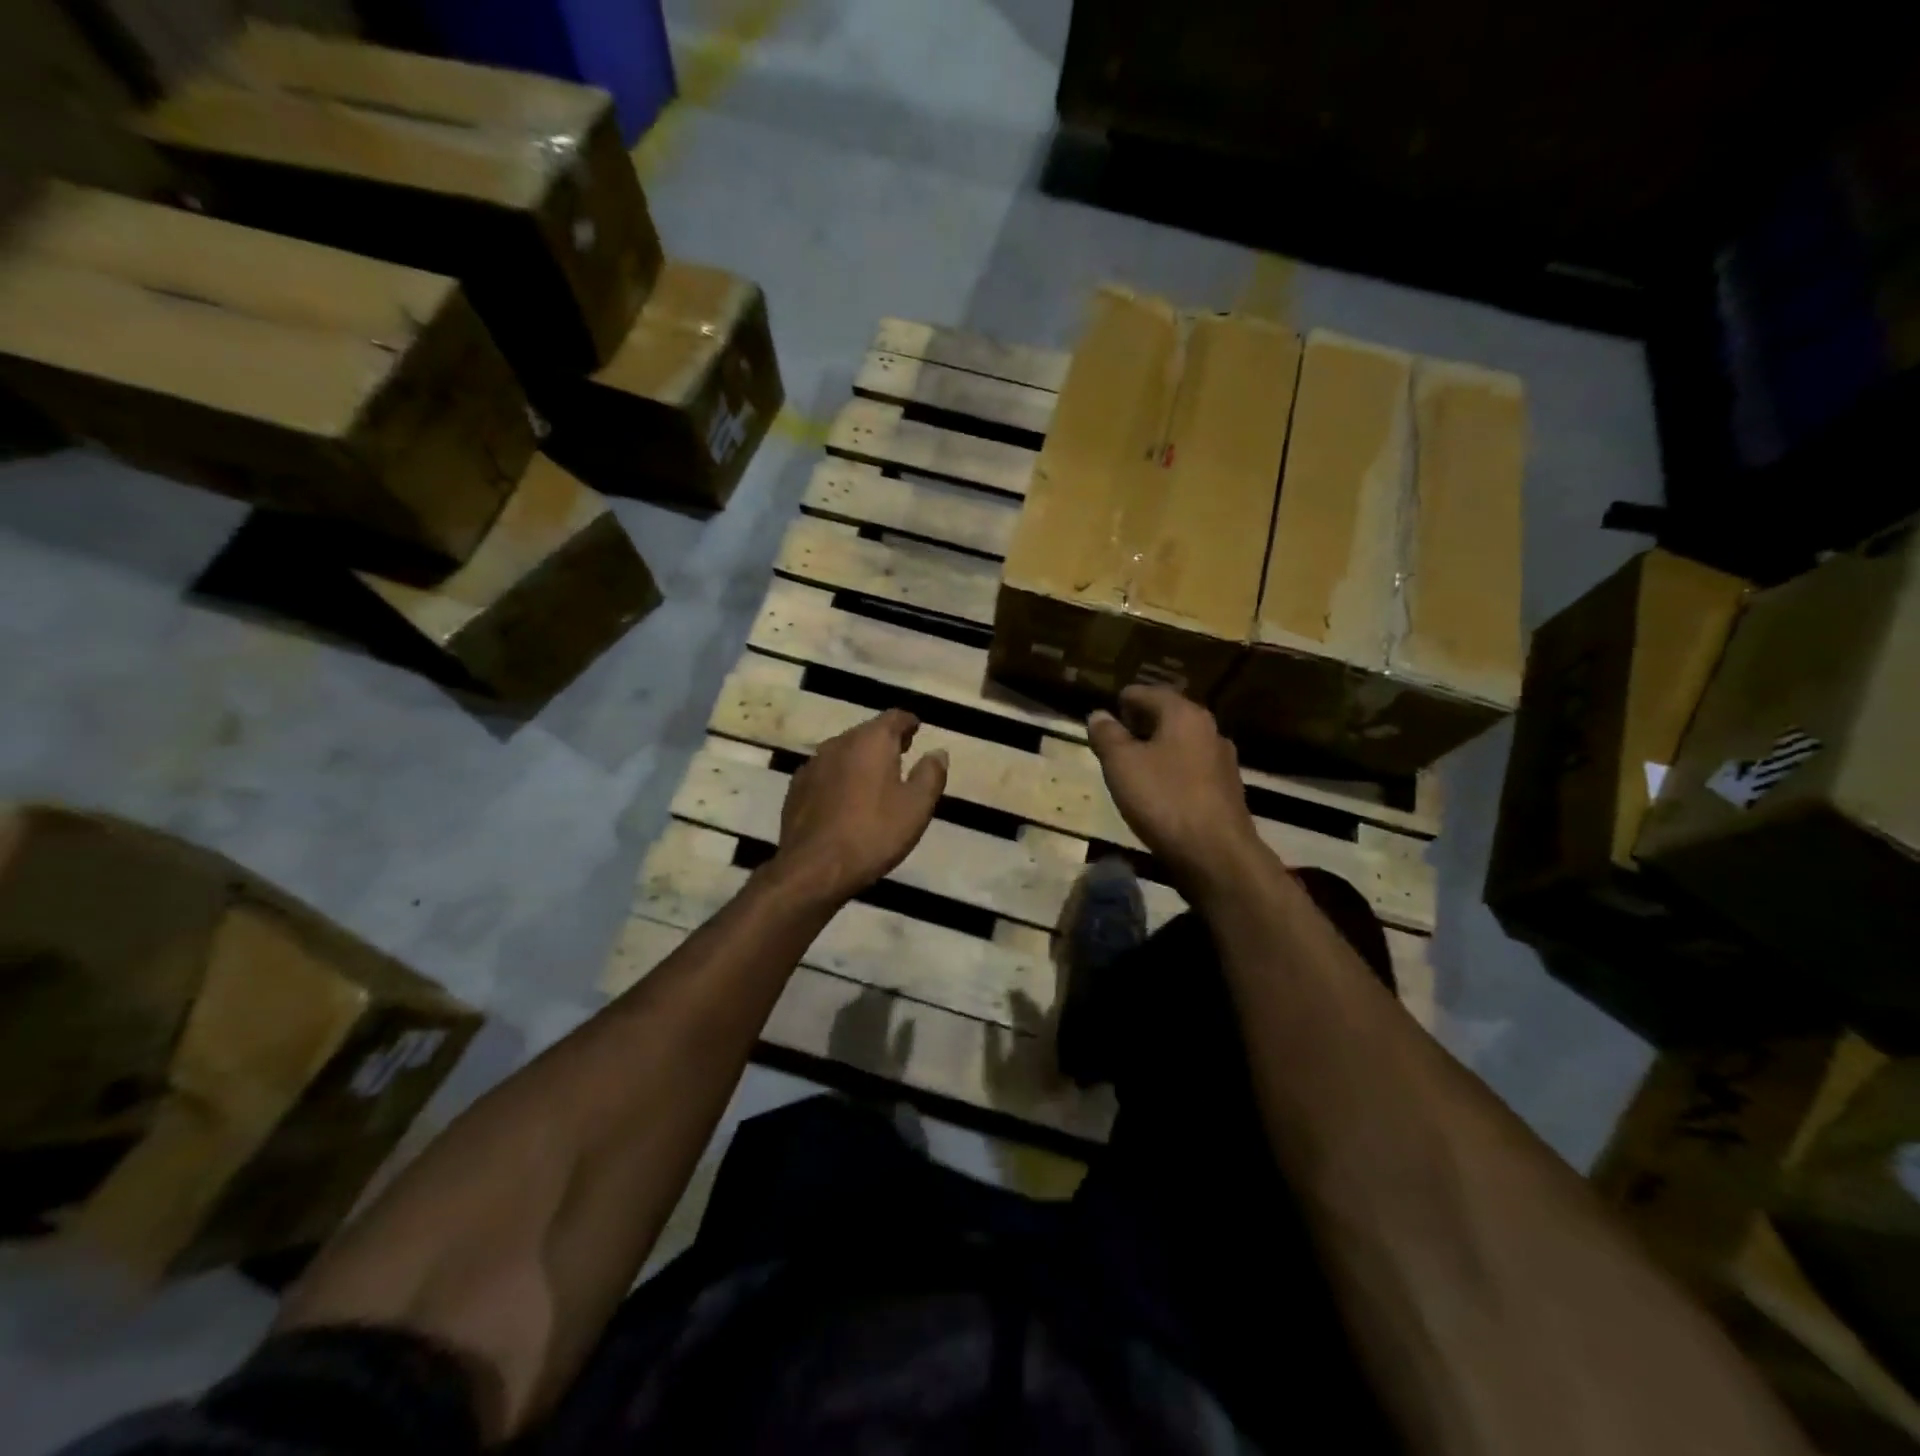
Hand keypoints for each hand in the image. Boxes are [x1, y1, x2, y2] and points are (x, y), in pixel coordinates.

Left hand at [768, 709, 947, 903]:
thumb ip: (931, 774)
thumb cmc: (874, 833)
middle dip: (885, 740)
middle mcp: (839, 743)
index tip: (917, 729)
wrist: (814, 868)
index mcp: (871, 741)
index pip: (894, 717)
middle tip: (902, 753)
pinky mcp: (797, 788)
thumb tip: (938, 752)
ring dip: (861, 760)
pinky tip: (846, 799)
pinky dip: (840, 778)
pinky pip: (826, 773)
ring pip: (844, 752)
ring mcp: (813, 764)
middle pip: (867, 732)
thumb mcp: (917, 807)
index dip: (908, 723)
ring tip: (876, 778)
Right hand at [1087, 686, 1265, 890]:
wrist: (1216, 854)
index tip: (1103, 718)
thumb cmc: (1164, 800)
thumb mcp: (1122, 764)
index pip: (1146, 693)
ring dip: (1156, 750)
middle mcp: (1209, 729)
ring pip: (1180, 744)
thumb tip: (1098, 714)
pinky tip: (1157, 792)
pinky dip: (1171, 772)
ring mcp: (1222, 761)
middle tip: (1112, 741)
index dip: (1121, 702)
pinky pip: (1191, 769)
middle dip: (1138, 725)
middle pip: (1167, 716)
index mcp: (1184, 714)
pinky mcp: (1226, 790)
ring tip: (1130, 767)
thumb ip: (1107, 735)